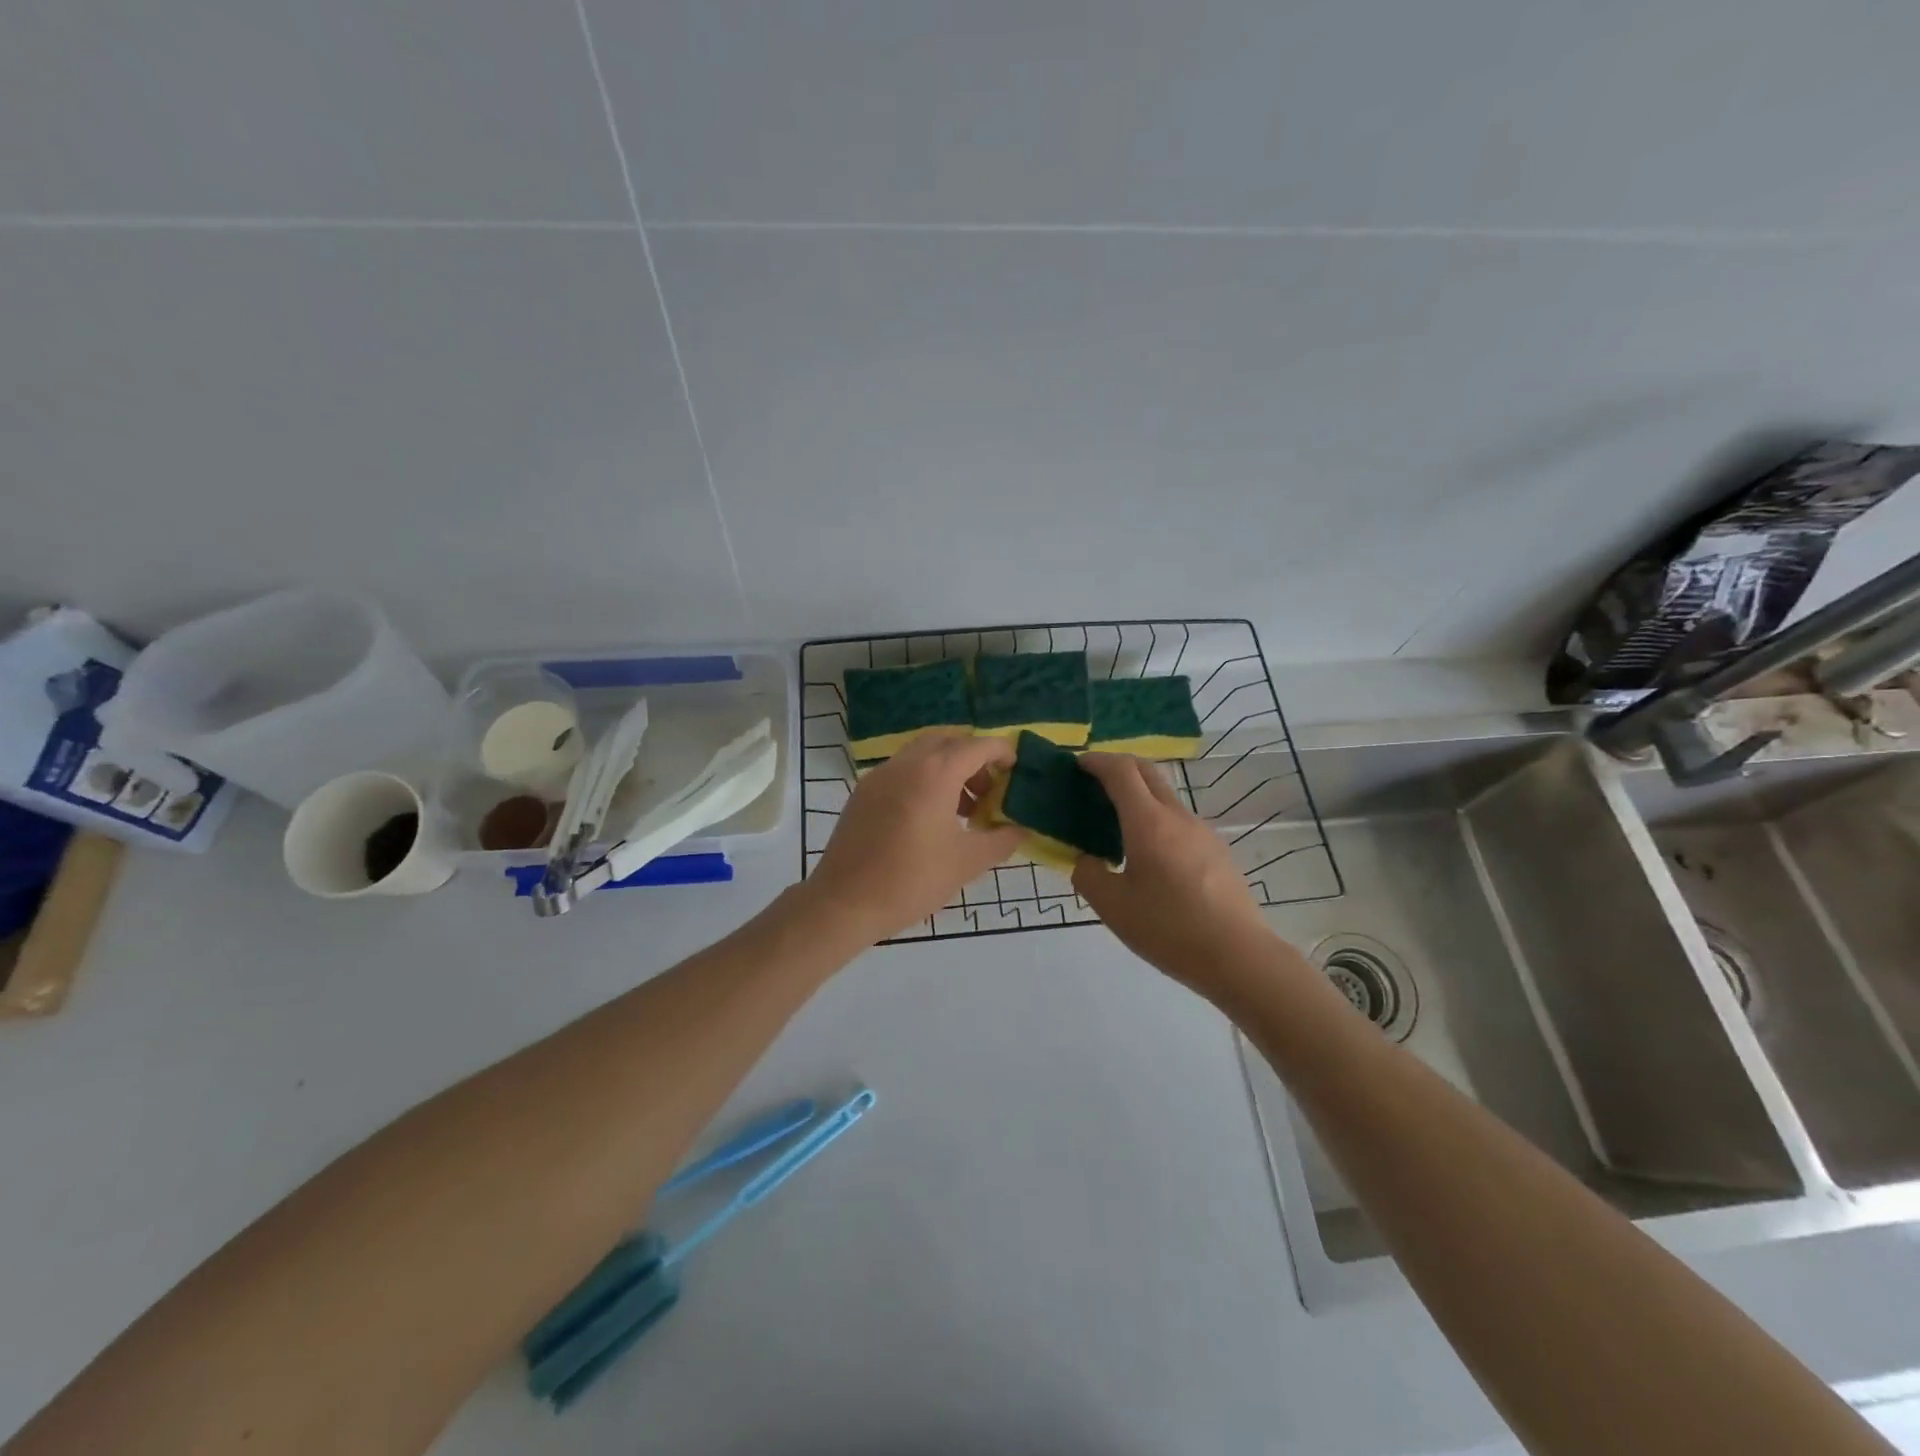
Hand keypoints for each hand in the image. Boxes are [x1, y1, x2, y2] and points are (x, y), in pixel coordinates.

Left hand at [804, 731, 1025, 944]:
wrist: (844, 903)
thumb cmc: (911, 881)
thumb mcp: (966, 863)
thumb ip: (1001, 840)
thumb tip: (1020, 829)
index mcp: (934, 774)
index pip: (976, 746)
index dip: (1001, 752)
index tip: (1016, 769)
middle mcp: (905, 764)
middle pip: (947, 742)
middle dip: (972, 758)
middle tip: (988, 790)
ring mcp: (879, 776)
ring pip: (921, 755)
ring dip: (947, 769)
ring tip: (963, 810)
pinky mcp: (863, 793)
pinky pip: (901, 771)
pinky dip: (923, 779)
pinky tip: (930, 818)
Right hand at [1072, 754, 1275, 992]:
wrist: (1239, 956)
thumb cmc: (1169, 929)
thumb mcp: (1113, 907)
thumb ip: (1088, 874)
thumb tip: (1086, 860)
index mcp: (1148, 822)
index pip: (1121, 771)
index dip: (1097, 761)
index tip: (1077, 765)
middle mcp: (1177, 816)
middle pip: (1147, 772)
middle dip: (1118, 767)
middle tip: (1093, 783)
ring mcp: (1202, 832)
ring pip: (1165, 796)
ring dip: (1138, 795)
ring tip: (1116, 825)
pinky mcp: (1217, 851)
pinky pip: (1178, 821)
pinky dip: (1155, 819)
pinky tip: (1148, 855)